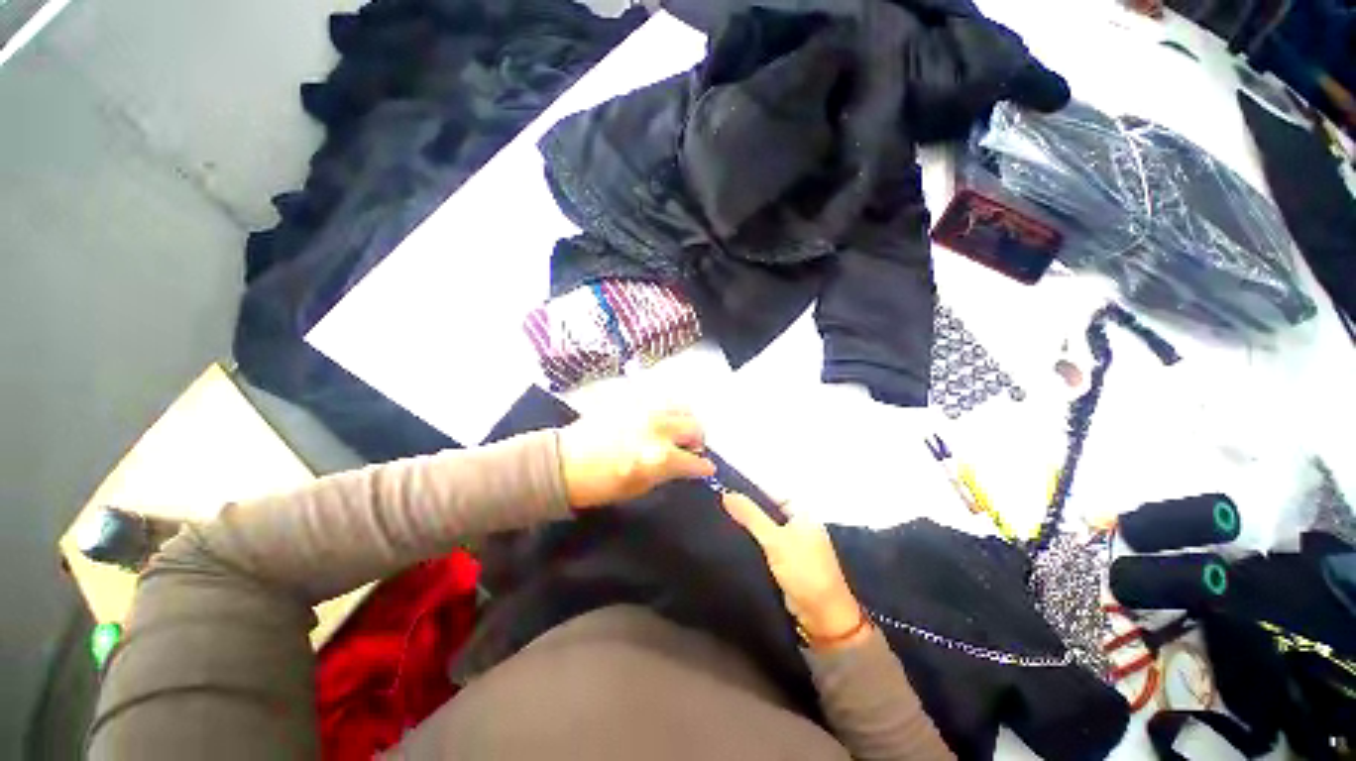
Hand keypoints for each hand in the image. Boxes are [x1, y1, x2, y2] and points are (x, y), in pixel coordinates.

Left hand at [558, 407, 715, 509]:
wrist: (564, 463)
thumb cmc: (601, 484)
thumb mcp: (640, 487)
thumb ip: (669, 472)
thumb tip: (687, 465)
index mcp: (659, 456)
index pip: (695, 460)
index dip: (704, 467)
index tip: (707, 469)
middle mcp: (658, 428)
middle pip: (694, 426)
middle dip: (698, 439)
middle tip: (690, 449)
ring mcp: (645, 409)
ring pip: (681, 406)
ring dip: (684, 420)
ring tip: (676, 431)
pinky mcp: (632, 399)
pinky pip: (659, 398)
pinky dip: (667, 409)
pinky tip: (659, 419)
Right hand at [721, 492, 866, 644]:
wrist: (822, 617)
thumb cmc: (804, 571)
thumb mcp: (775, 539)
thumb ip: (750, 515)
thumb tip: (726, 493)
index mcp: (801, 512)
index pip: (770, 492)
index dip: (748, 489)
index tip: (723, 486)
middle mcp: (797, 523)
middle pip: (766, 509)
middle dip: (745, 508)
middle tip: (716, 503)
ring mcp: (791, 543)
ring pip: (763, 528)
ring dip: (746, 526)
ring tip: (718, 517)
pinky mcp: (784, 561)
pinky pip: (763, 544)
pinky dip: (751, 542)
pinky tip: (731, 539)